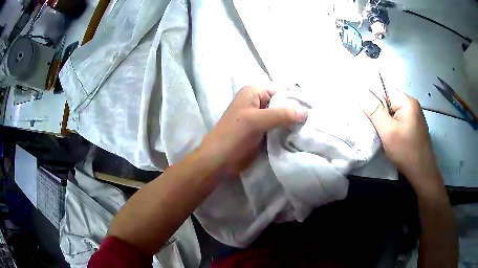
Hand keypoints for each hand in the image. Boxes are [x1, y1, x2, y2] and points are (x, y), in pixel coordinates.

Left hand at [200, 86, 307, 174]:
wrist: (219, 160)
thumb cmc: (234, 136)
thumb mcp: (256, 121)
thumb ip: (281, 114)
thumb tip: (306, 111)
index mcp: (253, 92)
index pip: (281, 90)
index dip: (297, 97)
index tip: (315, 107)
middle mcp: (258, 102)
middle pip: (283, 103)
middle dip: (297, 110)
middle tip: (316, 119)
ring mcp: (260, 118)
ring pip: (282, 116)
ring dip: (294, 122)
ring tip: (312, 127)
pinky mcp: (262, 131)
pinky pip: (279, 128)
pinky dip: (288, 131)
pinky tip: (301, 135)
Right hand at [361, 89, 442, 193]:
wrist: (422, 173)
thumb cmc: (406, 152)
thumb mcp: (388, 131)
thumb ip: (375, 111)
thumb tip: (362, 93)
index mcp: (407, 101)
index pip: (385, 90)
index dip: (373, 98)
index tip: (364, 110)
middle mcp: (412, 105)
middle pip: (389, 101)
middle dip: (378, 111)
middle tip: (370, 123)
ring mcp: (414, 116)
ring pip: (393, 112)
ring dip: (384, 120)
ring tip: (378, 131)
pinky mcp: (414, 126)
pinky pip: (398, 120)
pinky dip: (391, 126)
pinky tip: (388, 136)